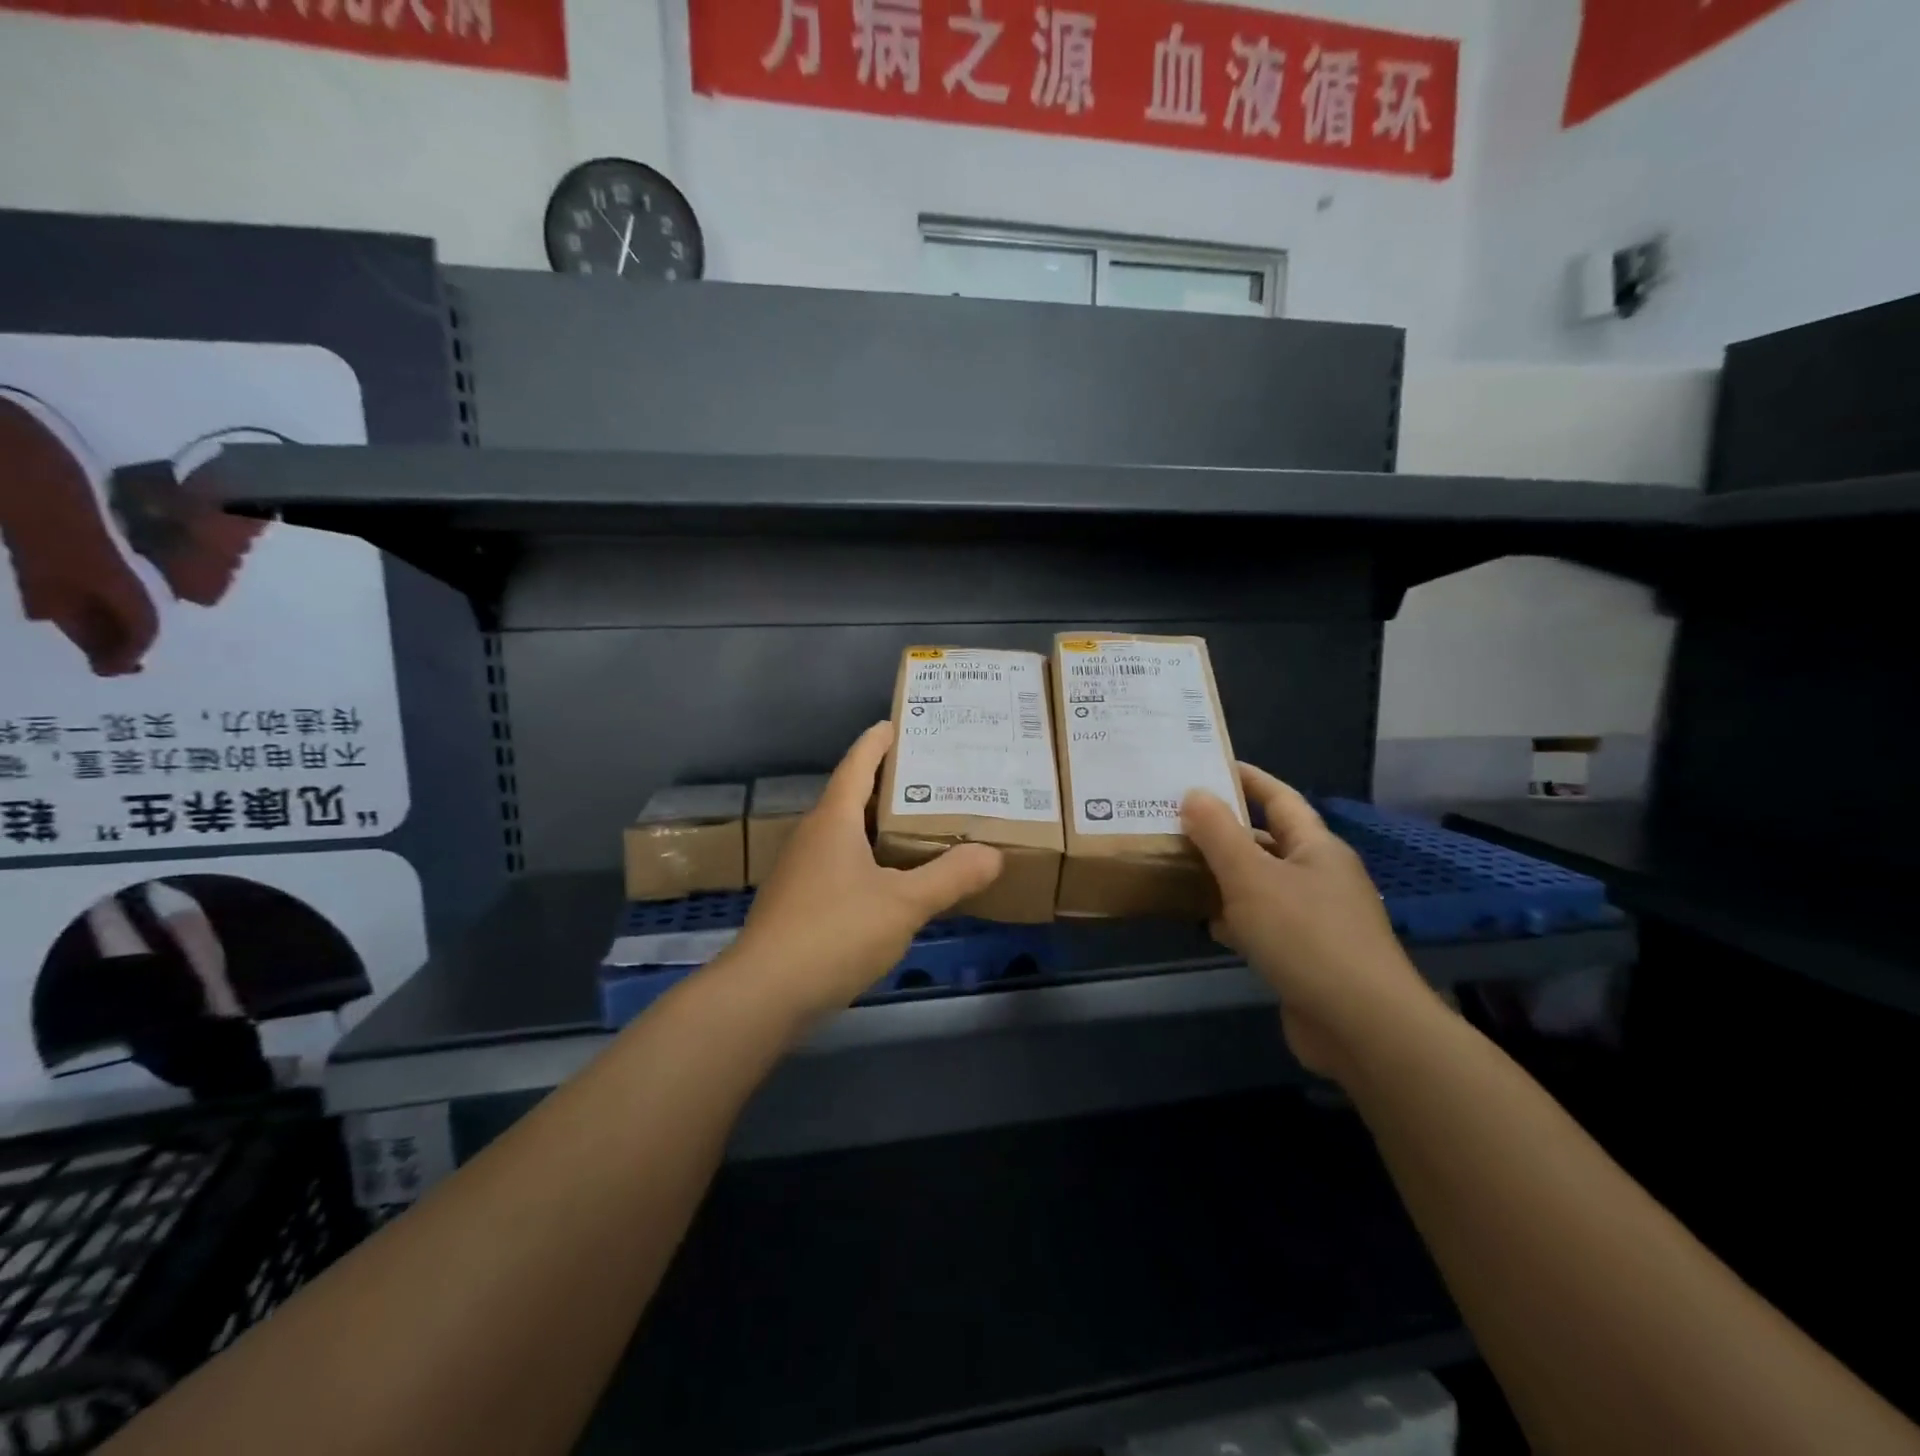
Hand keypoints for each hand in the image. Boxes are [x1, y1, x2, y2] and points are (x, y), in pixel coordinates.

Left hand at [727, 722, 1003, 1021]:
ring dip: (880, 825)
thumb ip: (951, 877)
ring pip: (846, 833)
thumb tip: (993, 854)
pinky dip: (869, 859)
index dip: (879, 740)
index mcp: (833, 820)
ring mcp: (801, 870)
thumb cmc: (835, 932)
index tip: (903, 723)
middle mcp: (813, 835)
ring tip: (922, 825)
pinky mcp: (798, 902)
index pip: (858, 763)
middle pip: (853, 796)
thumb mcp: (904, 903)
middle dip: (891, 784)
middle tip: (935, 778)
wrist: (764, 994)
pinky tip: (893, 880)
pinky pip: (841, 864)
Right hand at [1182, 764, 1438, 1079]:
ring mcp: (1316, 919)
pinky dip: (1236, 918)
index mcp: (1315, 847)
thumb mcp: (1251, 876)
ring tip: (1178, 865)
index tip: (1208, 765)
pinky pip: (1263, 923)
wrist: (1362, 1026)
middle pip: (1267, 841)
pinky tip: (1207, 923)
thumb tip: (1194, 793)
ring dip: (1225, 876)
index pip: (1279, 798)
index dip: (1246, 778)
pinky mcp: (1306, 956)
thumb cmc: (1306, 937)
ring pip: (1261, 884)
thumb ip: (1219, 833)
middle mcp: (1319, 876)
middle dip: (1224, 830)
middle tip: (1176, 818)